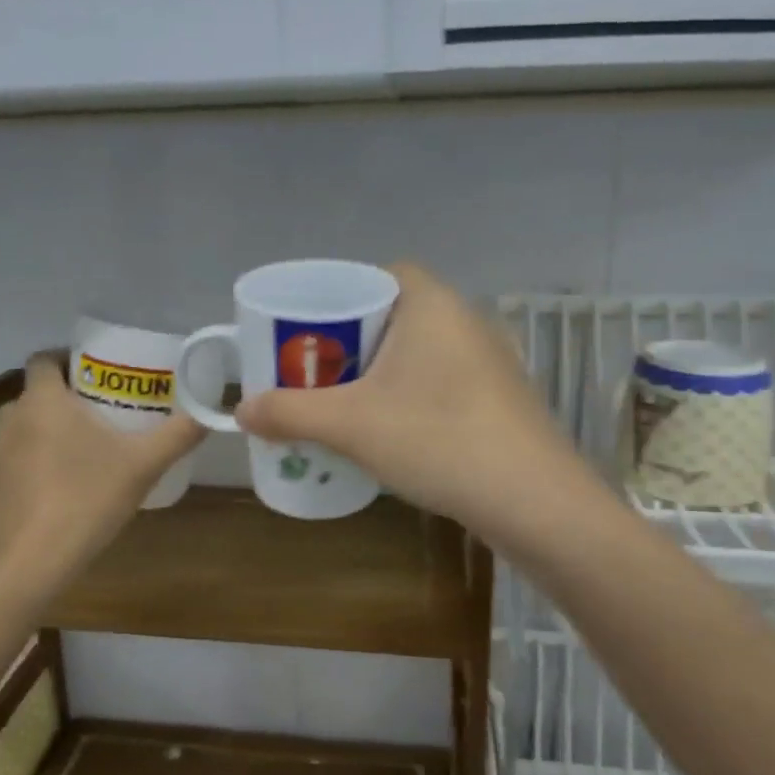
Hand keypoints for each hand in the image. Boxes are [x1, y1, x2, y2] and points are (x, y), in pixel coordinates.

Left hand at [0, 355, 204, 592]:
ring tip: (88, 450)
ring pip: (28, 427)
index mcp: (44, 401)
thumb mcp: (145, 464)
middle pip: (39, 393)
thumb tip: (210, 413)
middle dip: (70, 398)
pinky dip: (38, 462)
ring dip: (52, 430)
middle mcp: (12, 418)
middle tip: (107, 413)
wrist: (34, 562)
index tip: (99, 374)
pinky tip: (64, 488)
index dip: (69, 359)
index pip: (44, 358)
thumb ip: (179, 433)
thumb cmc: (88, 497)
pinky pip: (17, 459)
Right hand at [235, 263, 586, 539]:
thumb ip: (291, 412)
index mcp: (431, 303)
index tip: (310, 329)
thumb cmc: (437, 439)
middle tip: (315, 372)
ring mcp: (490, 360)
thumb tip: (241, 411)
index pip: (381, 274)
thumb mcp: (351, 425)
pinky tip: (392, 431)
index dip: (341, 295)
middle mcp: (465, 320)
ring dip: (380, 372)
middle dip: (352, 341)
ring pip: (419, 351)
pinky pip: (441, 380)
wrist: (533, 500)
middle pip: (395, 314)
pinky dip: (411, 395)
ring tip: (343, 404)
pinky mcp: (500, 398)